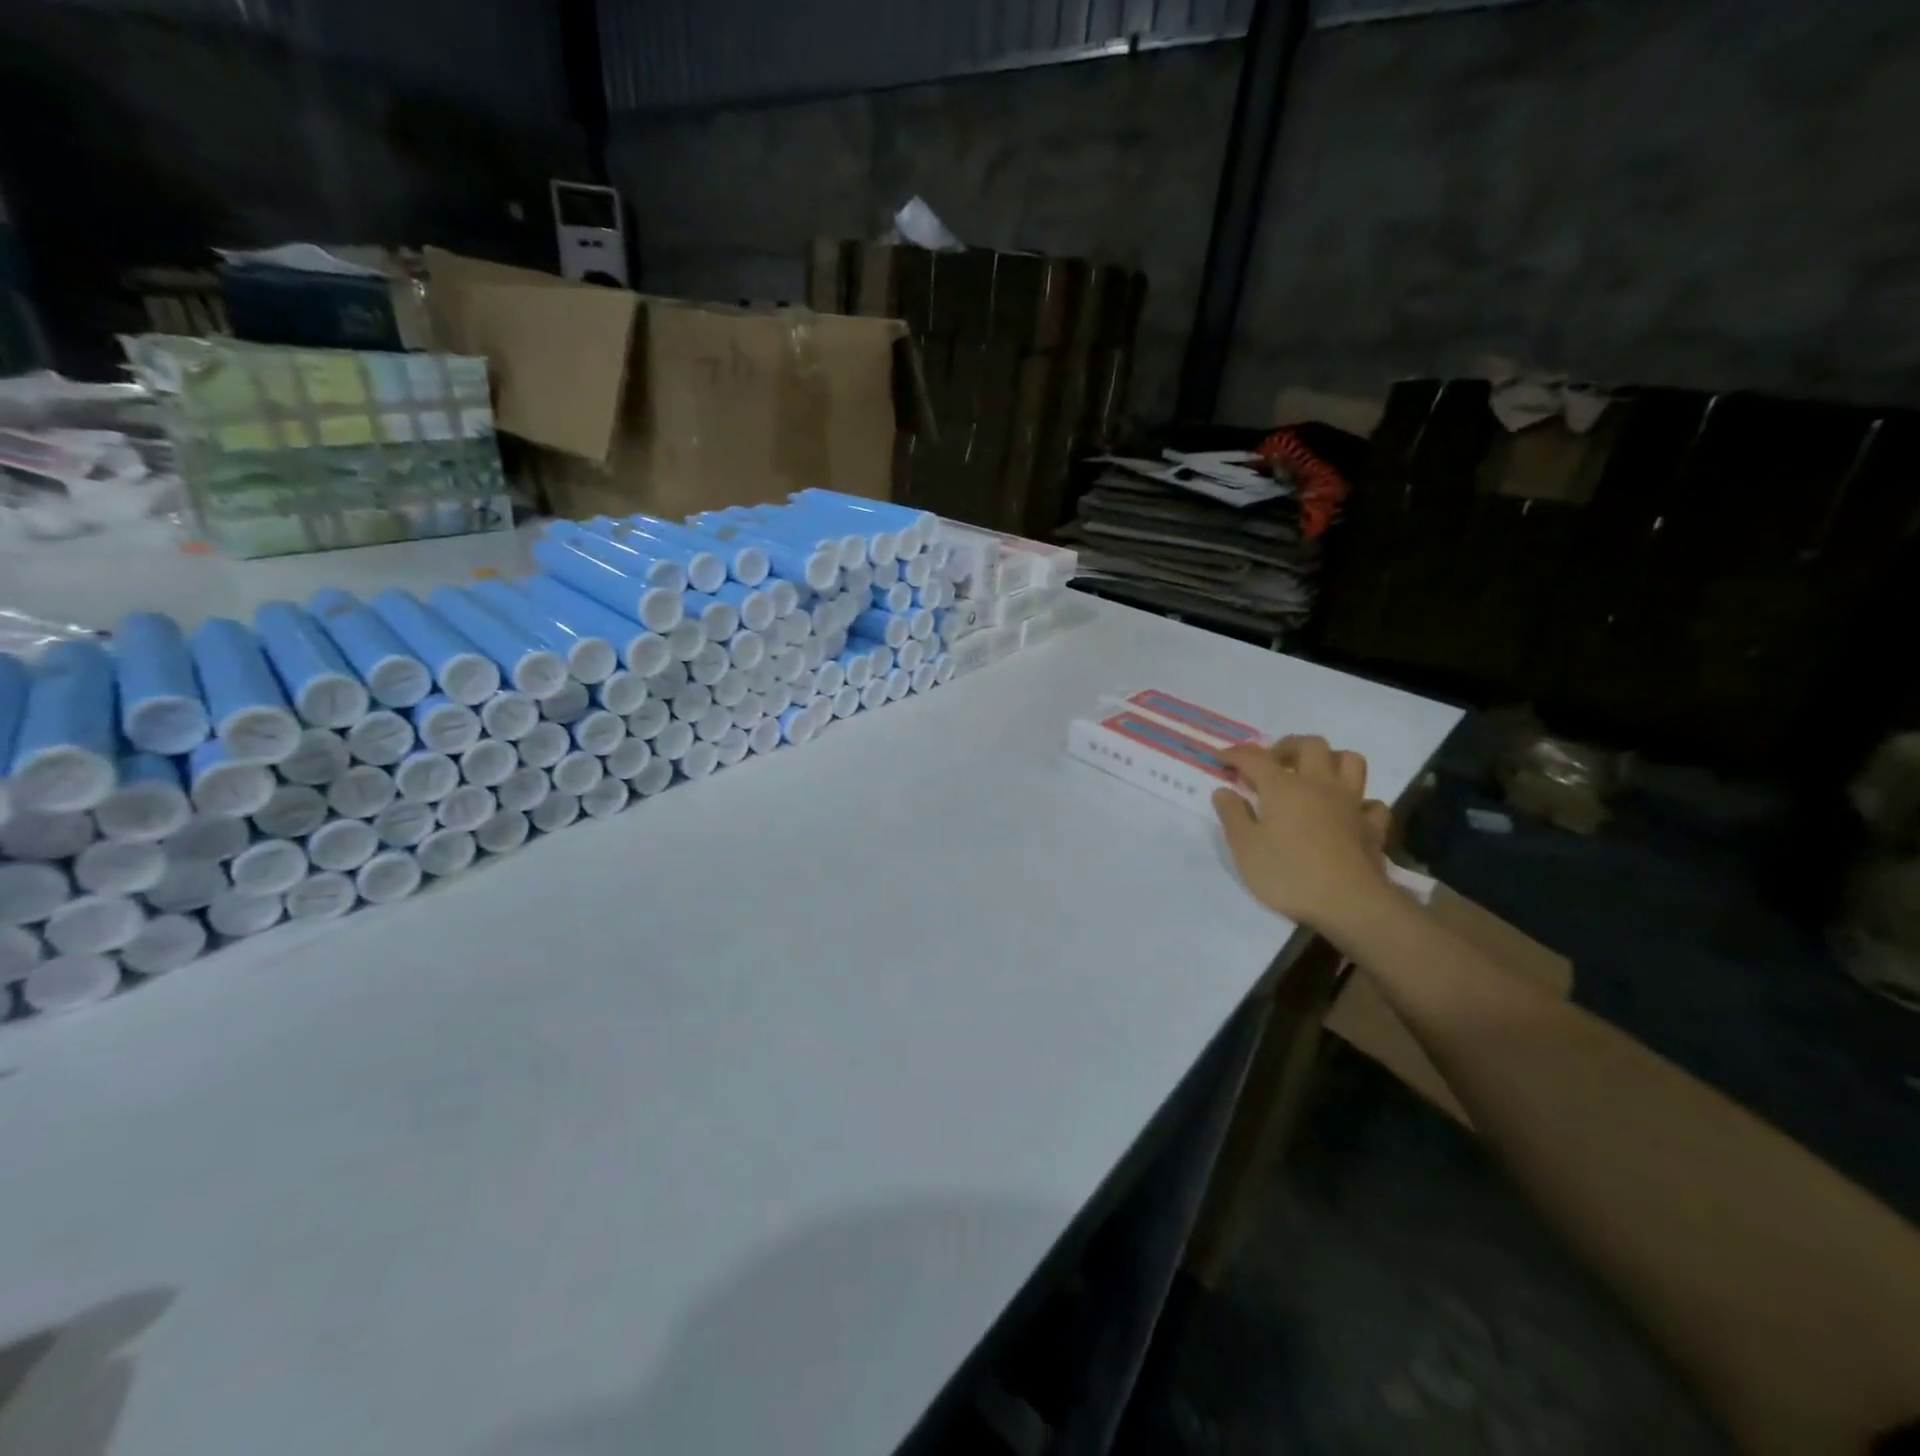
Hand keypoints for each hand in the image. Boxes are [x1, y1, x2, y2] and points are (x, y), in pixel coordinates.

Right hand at [1212, 735, 1394, 934]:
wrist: (1350, 903)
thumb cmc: (1288, 874)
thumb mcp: (1245, 848)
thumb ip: (1233, 815)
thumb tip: (1224, 791)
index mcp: (1283, 787)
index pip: (1255, 758)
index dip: (1236, 754)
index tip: (1221, 758)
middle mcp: (1319, 785)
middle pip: (1310, 745)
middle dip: (1287, 747)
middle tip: (1271, 763)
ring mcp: (1351, 803)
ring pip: (1349, 761)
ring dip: (1330, 760)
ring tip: (1313, 775)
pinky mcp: (1372, 827)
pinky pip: (1371, 802)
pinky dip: (1358, 801)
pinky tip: (1346, 812)